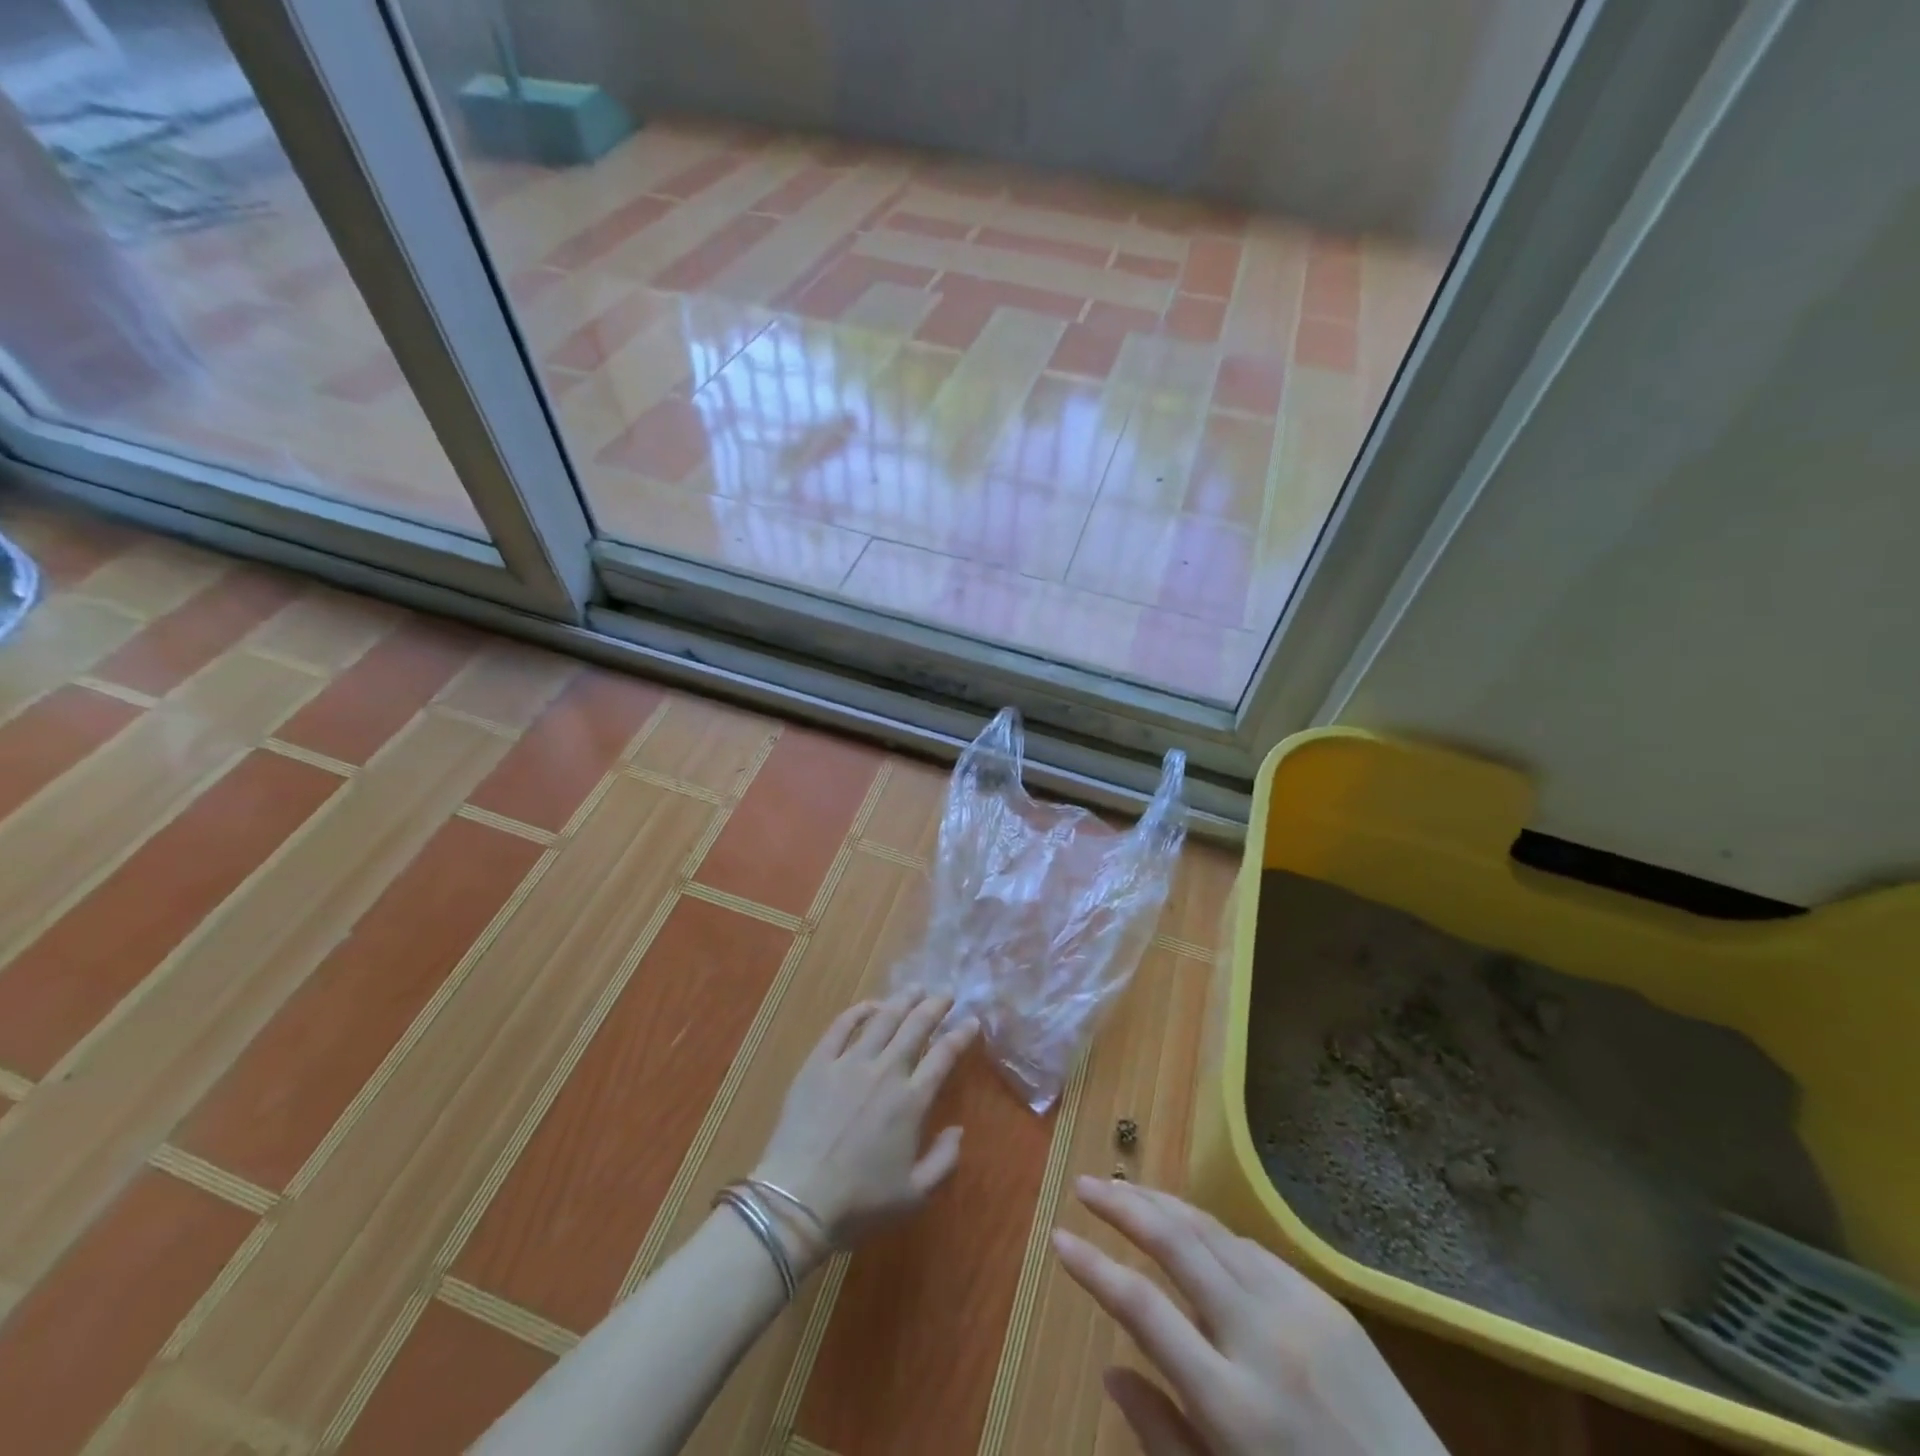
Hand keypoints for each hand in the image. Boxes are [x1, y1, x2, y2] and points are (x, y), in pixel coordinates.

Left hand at [752, 993, 976, 1259]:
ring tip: (914, 989)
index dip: (961, 1034)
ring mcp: (849, 1063)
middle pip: (916, 1026)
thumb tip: (958, 1130)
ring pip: (882, 1019)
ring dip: (902, 1001)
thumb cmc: (859, 1203)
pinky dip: (858, 1011)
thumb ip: (944, 1162)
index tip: (972, 1020)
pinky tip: (869, 1005)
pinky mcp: (818, 1063)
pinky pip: (841, 1026)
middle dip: (935, 1006)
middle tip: (945, 993)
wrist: (797, 1201)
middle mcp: (885, 1072)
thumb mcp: (914, 1196)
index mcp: (911, 1101)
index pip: (944, 1055)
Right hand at [1052, 1177, 1447, 1455]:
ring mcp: (1300, 1311)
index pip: (1141, 1308)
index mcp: (1232, 1405)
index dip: (1093, 1268)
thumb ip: (1163, 1436)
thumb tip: (1110, 1367)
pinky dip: (1210, 1230)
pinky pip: (1252, 1249)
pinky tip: (1189, 1226)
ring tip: (1126, 1191)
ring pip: (1213, 1231)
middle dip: (1123, 1207)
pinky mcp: (1327, 1301)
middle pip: (1176, 1244)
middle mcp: (1262, 1340)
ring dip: (1163, 1204)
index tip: (1058, 1238)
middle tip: (1084, 1186)